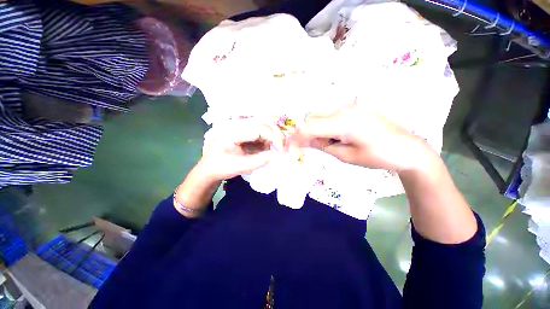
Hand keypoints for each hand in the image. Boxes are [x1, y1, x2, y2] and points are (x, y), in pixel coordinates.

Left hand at [198, 120, 284, 180]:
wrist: (209, 168)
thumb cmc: (220, 167)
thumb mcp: (238, 167)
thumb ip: (258, 161)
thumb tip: (276, 155)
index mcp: (233, 131)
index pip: (259, 129)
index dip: (273, 137)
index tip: (281, 150)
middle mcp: (238, 126)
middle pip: (264, 125)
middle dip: (277, 136)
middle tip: (284, 149)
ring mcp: (243, 129)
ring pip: (265, 129)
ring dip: (274, 139)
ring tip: (279, 151)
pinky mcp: (246, 135)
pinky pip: (262, 135)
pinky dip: (270, 142)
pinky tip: (271, 150)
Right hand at [293, 103, 434, 170]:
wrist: (408, 149)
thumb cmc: (378, 156)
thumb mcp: (346, 156)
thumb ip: (322, 146)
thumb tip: (304, 142)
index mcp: (344, 122)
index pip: (310, 127)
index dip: (296, 138)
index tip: (290, 149)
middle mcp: (345, 109)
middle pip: (313, 119)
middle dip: (304, 134)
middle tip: (304, 148)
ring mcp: (350, 107)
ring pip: (321, 117)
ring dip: (314, 131)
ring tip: (320, 145)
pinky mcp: (354, 109)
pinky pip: (331, 116)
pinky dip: (324, 127)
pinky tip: (331, 137)